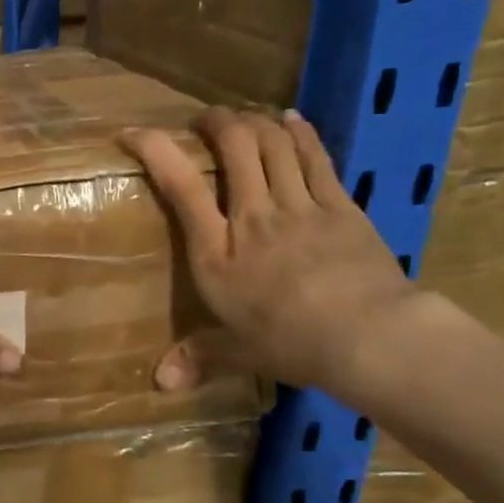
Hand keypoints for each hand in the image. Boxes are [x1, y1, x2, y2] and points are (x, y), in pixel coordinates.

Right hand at [122, 107, 416, 398]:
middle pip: (234, 147)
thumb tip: (159, 384)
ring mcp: (299, 205)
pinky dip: (299, 131)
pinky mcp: (339, 205)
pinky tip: (290, 118)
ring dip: (255, 122)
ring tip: (242, 118)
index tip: (133, 132)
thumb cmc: (292, 345)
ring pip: (273, 143)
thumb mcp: (239, 352)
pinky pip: (315, 156)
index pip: (179, 185)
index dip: (154, 149)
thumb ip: (198, 358)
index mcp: (217, 252)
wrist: (370, 337)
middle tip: (204, 120)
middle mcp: (253, 216)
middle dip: (215, 123)